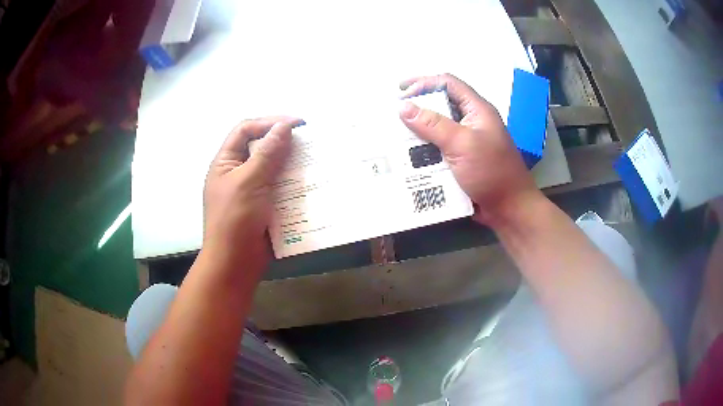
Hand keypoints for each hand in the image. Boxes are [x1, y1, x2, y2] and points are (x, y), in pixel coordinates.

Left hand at [203, 116, 302, 265]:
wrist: (235, 263)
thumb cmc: (235, 220)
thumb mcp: (249, 182)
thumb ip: (267, 153)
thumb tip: (284, 126)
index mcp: (226, 162)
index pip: (246, 130)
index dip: (269, 122)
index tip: (297, 124)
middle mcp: (238, 172)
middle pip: (262, 147)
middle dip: (284, 142)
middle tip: (309, 141)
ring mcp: (252, 190)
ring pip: (274, 167)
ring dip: (292, 163)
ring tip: (314, 160)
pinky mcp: (265, 205)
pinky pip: (281, 187)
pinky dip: (294, 183)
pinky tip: (310, 183)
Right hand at [399, 73, 541, 225]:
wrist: (509, 209)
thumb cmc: (491, 172)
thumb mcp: (462, 144)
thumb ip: (432, 125)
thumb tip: (403, 106)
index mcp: (477, 110)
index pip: (448, 84)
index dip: (424, 82)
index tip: (401, 91)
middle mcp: (471, 122)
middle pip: (441, 105)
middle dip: (417, 106)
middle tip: (393, 114)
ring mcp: (466, 142)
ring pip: (437, 128)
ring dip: (417, 130)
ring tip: (395, 134)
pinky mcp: (460, 161)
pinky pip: (438, 149)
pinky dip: (423, 150)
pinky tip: (407, 156)